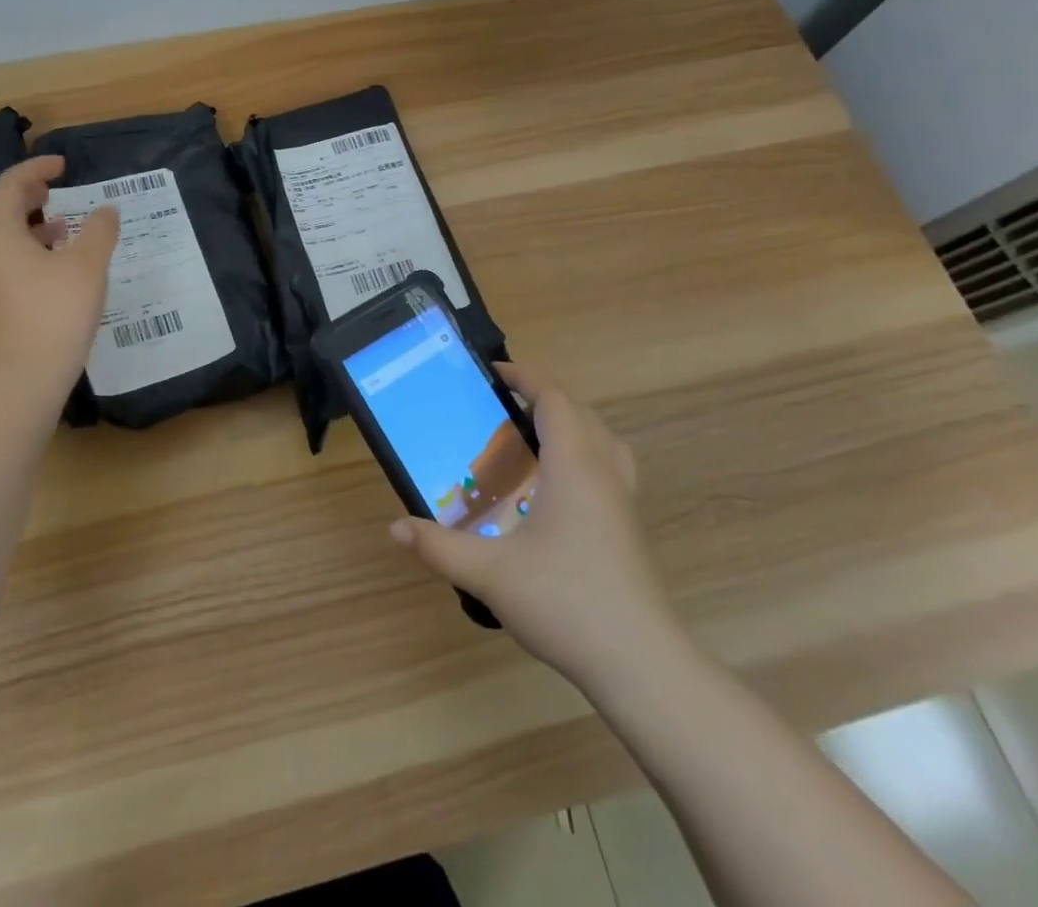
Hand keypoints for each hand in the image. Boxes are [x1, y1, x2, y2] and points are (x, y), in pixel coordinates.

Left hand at [0, 155, 119, 407]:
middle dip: (29, 195)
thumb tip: (106, 210)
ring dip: (32, 225)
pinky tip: (57, 267)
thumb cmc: (55, 312)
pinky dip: (30, 250)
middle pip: (1, 210)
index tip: (62, 165)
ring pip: (4, 238)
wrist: (22, 378)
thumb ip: (100, 230)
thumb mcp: (87, 265)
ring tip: (63, 227)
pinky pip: (8, 262)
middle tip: (56, 189)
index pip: (10, 185)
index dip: (36, 169)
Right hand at [389, 362, 677, 684]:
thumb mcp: (490, 574)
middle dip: (544, 398)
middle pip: (581, 413)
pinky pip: (611, 468)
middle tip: (503, 408)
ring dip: (572, 424)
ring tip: (534, 439)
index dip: (526, 377)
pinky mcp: (630, 529)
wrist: (641, 666)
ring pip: (604, 440)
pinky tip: (559, 490)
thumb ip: (439, 547)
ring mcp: (624, 502)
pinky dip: (587, 455)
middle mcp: (604, 473)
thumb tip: (395, 527)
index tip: (494, 372)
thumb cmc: (566, 603)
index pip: (554, 400)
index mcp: (574, 467)